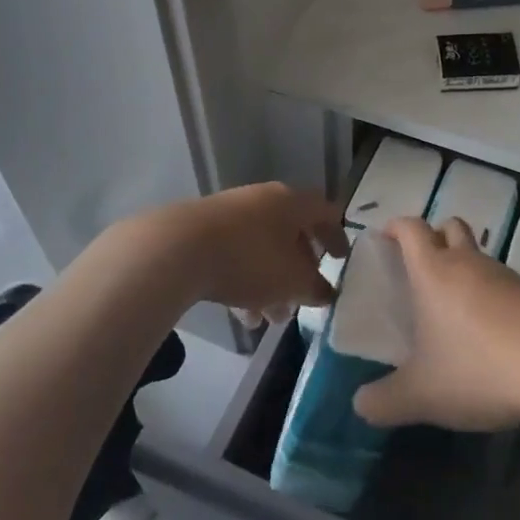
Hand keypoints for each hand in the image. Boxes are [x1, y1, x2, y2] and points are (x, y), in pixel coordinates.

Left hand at [132, 183, 344, 321]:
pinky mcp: (204, 230)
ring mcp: (232, 213)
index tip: (341, 261)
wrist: (178, 249)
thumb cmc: (250, 260)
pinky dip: (245, 282)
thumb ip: (316, 288)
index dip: (337, 237)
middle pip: (292, 233)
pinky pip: (236, 255)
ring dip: (271, 284)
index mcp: (292, 202)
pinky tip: (241, 315)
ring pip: (263, 249)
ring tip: (269, 319)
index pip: (325, 213)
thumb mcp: (292, 281)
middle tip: (302, 300)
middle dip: (299, 271)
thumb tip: (326, 292)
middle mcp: (264, 200)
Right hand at [352, 216, 519, 431]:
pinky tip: (488, 333)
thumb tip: (360, 404)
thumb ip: (384, 401)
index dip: (395, 227)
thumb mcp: (421, 395)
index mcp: (433, 272)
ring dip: (463, 268)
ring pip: (478, 255)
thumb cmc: (478, 368)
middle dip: (433, 237)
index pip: (411, 228)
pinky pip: (501, 282)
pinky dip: (489, 295)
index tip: (385, 240)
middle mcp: (468, 263)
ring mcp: (504, 276)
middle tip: (419, 269)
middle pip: (449, 226)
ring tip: (452, 310)